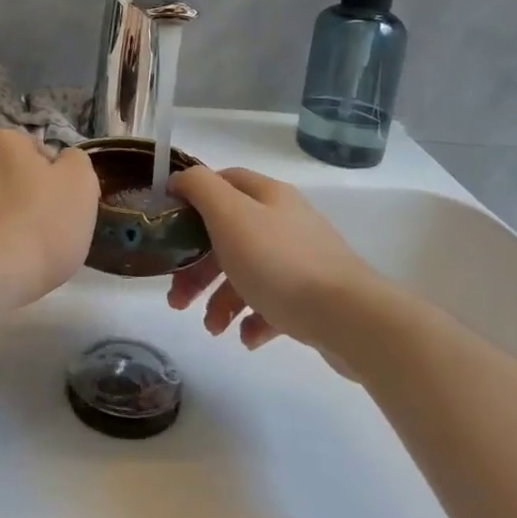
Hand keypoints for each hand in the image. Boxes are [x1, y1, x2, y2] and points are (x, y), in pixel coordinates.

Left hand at [0, 130, 99, 305]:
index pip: (33, 152)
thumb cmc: (40, 226)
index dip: (49, 180)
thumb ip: (74, 162)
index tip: (56, 208)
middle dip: (13, 196)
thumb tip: (61, 161)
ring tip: (5, 256)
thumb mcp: (81, 186)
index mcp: (4, 143)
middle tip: (33, 231)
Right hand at [166, 167, 381, 353]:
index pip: (224, 182)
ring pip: (249, 271)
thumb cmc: (279, 263)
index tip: (168, 227)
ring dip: (222, 299)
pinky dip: (254, 319)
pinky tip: (247, 338)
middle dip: (198, 265)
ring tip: (213, 329)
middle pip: (230, 234)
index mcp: (267, 196)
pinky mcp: (314, 297)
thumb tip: (180, 179)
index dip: (193, 199)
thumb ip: (201, 189)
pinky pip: (274, 303)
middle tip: (177, 298)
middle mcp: (285, 221)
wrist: (348, 317)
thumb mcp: (230, 216)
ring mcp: (303, 259)